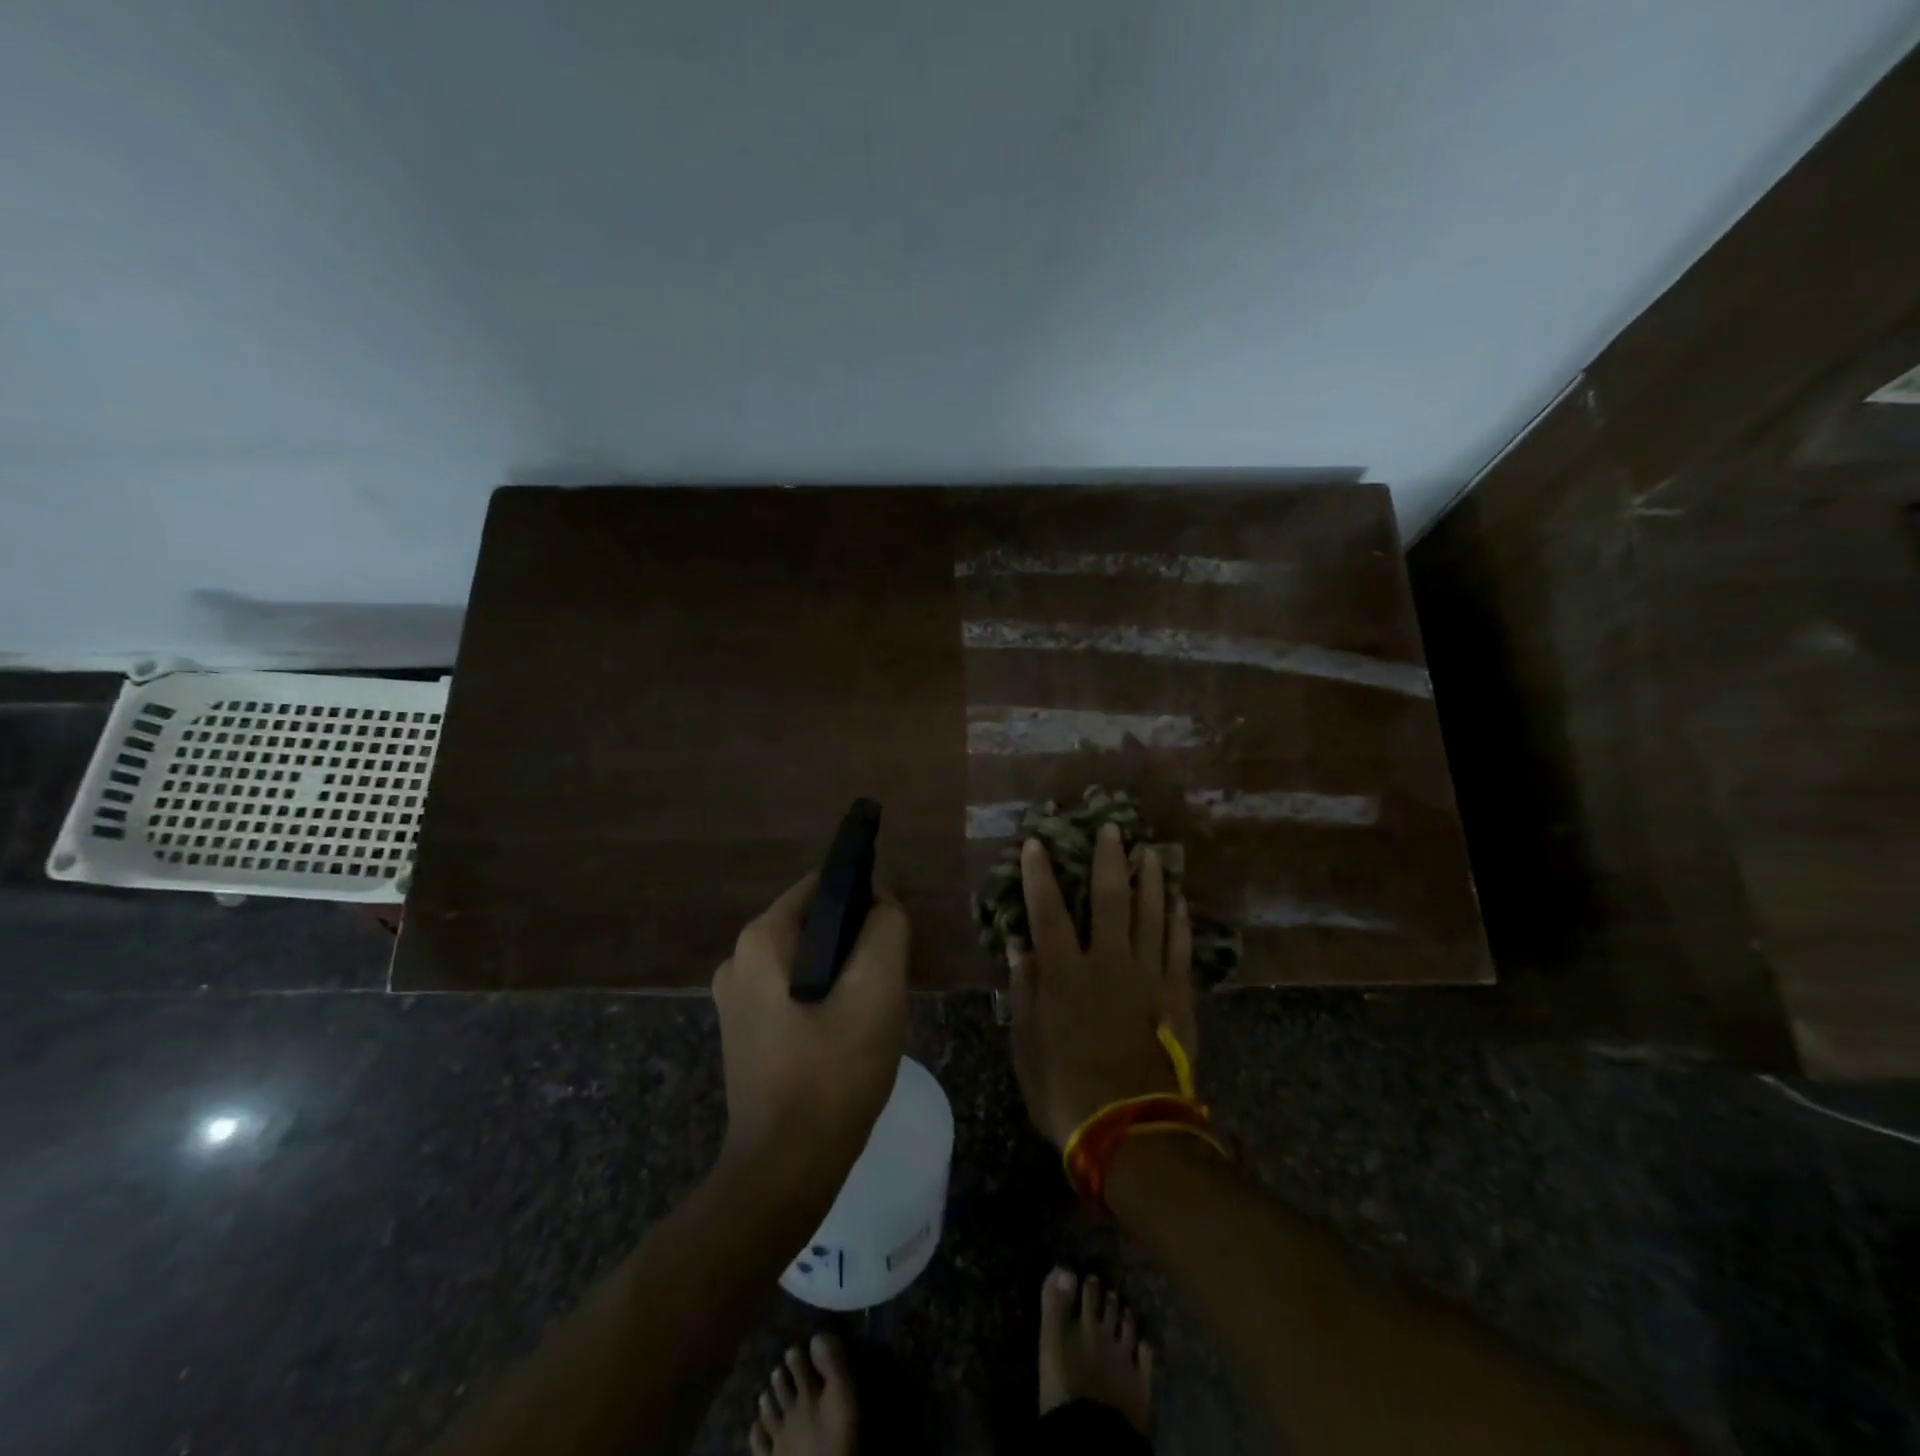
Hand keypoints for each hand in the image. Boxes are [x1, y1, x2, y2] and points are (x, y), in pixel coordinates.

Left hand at [711, 875, 908, 1198]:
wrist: (785, 1171)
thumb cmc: (832, 1074)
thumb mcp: (876, 990)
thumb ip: (885, 928)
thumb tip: (880, 902)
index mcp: (760, 940)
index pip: (822, 886)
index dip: (864, 899)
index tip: (891, 937)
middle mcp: (738, 960)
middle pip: (815, 924)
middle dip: (856, 943)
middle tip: (886, 984)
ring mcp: (737, 1000)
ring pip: (808, 961)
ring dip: (844, 976)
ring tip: (871, 1014)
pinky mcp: (746, 1032)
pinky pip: (795, 993)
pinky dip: (825, 1001)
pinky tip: (847, 1038)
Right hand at [1008, 824, 1198, 1147]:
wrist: (1131, 1129)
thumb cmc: (1066, 1090)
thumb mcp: (1027, 1046)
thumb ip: (1024, 992)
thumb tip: (1018, 946)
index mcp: (1065, 974)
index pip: (1048, 911)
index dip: (1040, 875)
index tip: (1037, 842)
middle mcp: (1108, 962)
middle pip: (1110, 899)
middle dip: (1109, 860)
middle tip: (1113, 828)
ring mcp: (1148, 976)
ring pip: (1151, 915)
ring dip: (1151, 880)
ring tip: (1151, 852)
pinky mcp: (1177, 995)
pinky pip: (1180, 948)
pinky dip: (1179, 921)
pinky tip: (1180, 901)